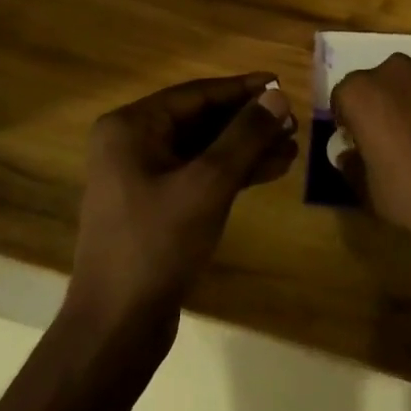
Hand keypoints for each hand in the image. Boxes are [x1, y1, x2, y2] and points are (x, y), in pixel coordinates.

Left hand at [69, 73, 295, 331]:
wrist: (117, 325)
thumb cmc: (158, 244)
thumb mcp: (208, 184)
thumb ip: (244, 136)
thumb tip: (277, 95)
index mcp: (131, 127)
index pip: (196, 94)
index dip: (242, 89)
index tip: (281, 84)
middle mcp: (132, 143)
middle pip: (200, 120)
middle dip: (248, 122)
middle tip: (292, 122)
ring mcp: (141, 176)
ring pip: (203, 149)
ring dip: (246, 148)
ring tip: (291, 147)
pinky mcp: (155, 205)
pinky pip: (198, 174)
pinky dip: (232, 172)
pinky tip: (271, 170)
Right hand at [330, 55, 410, 251]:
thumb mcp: (371, 191)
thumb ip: (353, 166)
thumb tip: (348, 155)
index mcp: (363, 92)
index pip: (342, 98)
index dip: (348, 123)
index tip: (356, 145)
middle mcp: (396, 71)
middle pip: (377, 85)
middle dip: (378, 107)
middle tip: (385, 142)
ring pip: (410, 87)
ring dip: (409, 106)